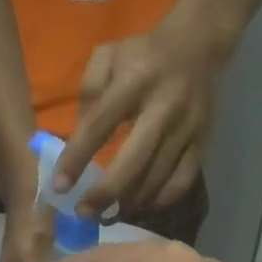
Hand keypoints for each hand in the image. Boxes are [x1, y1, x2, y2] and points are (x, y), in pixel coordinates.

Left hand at [52, 20, 227, 218]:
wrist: (199, 46)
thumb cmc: (142, 55)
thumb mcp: (107, 56)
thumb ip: (88, 92)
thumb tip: (76, 139)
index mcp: (135, 80)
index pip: (100, 124)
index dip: (77, 158)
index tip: (59, 186)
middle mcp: (165, 106)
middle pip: (133, 161)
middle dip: (105, 193)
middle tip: (83, 214)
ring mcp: (188, 128)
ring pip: (156, 179)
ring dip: (128, 203)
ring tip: (106, 214)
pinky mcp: (203, 144)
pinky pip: (180, 183)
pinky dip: (157, 201)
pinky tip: (139, 205)